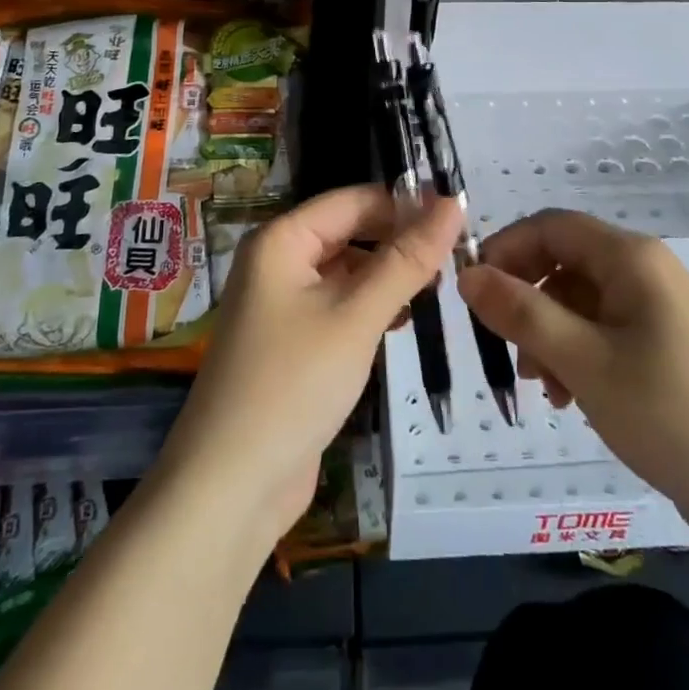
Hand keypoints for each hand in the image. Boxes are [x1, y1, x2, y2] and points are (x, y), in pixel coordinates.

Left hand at [156, 185, 460, 552]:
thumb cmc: (293, 385)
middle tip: (456, 258)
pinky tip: (402, 320)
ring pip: (347, 271)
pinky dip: (370, 306)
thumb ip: (407, 259)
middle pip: (349, 232)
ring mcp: (282, 304)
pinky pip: (338, 305)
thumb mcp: (357, 317)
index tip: (459, 219)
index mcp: (282, 240)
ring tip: (439, 287)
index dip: (406, 205)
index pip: (354, 201)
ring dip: (388, 276)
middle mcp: (278, 262)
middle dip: (398, 242)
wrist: (229, 488)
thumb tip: (453, 202)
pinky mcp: (292, 342)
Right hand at [458, 210, 688, 544]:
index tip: (473, 291)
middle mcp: (643, 270)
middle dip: (527, 300)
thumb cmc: (671, 413)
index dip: (506, 249)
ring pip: (579, 301)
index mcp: (630, 257)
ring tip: (540, 386)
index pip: (550, 226)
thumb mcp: (584, 361)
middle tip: (505, 348)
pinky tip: (568, 397)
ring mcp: (655, 308)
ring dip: (548, 334)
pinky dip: (575, 354)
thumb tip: (468, 274)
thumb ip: (522, 313)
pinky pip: (602, 331)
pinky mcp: (662, 345)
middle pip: (564, 263)